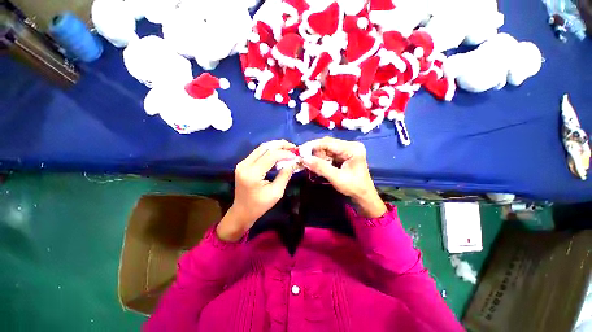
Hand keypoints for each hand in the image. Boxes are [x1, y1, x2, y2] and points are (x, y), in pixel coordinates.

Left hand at [217, 140, 296, 241]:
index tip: (296, 156)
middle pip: (264, 147)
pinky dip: (270, 151)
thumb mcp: (276, 193)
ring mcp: (242, 163)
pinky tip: (279, 153)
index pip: (270, 156)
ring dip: (275, 146)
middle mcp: (245, 165)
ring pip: (261, 148)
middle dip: (281, 145)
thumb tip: (293, 163)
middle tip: (293, 147)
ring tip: (288, 149)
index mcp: (252, 174)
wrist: (242, 212)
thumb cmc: (259, 206)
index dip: (285, 153)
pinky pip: (258, 153)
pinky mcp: (243, 164)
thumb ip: (285, 176)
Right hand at [301, 137, 386, 217]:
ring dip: (317, 156)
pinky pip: (328, 154)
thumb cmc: (354, 187)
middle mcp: (350, 145)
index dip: (313, 145)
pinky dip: (321, 159)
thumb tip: (304, 159)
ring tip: (310, 164)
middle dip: (315, 152)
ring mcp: (346, 150)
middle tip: (304, 159)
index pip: (329, 142)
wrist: (363, 196)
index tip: (300, 151)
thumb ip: (321, 167)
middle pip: (327, 144)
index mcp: (352, 148)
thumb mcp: (337, 178)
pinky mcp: (343, 155)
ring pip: (326, 149)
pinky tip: (317, 164)